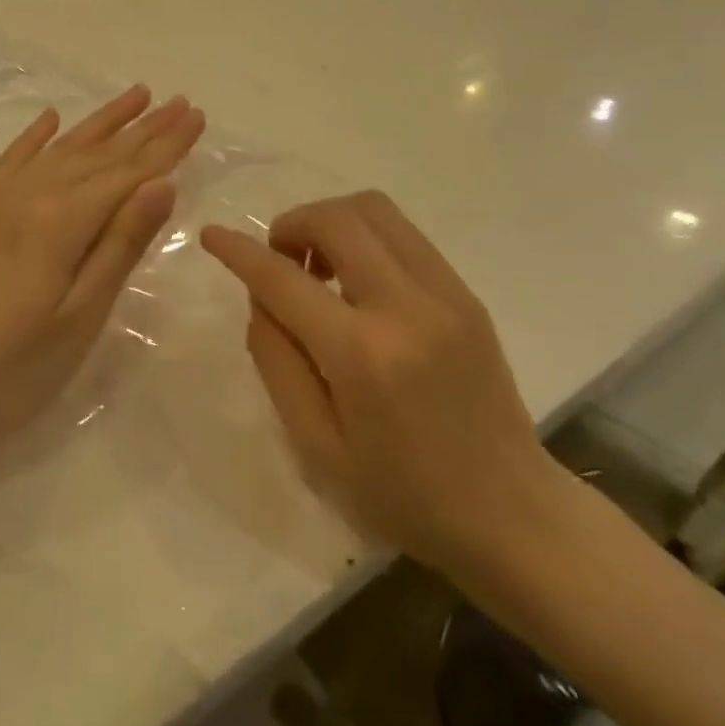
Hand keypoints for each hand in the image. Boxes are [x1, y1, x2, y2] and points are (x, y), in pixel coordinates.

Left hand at [0, 85, 205, 461]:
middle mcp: (31, 195)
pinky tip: (51, 117)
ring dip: (101, 122)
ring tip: (135, 95)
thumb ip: (122, 243)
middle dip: (145, 127)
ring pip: (61, 148)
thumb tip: (163, 182)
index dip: (167, 145)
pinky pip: (12, 159)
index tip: (197, 115)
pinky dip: (35, 136)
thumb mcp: (81, 315)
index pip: (129, 173)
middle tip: (181, 100)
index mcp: (63, 220)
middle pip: (100, 153)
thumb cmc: (14, 368)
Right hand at [201, 192, 562, 576]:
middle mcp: (407, 307)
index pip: (284, 279)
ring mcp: (445, 294)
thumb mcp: (315, 445)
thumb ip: (276, 360)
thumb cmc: (402, 495)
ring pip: (374, 210)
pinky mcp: (466, 293)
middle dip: (292, 224)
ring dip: (330, 222)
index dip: (239, 251)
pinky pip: (403, 234)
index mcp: (362, 356)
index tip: (212, 235)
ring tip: (319, 269)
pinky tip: (358, 283)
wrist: (512, 516)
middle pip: (337, 218)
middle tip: (281, 262)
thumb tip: (262, 298)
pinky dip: (365, 238)